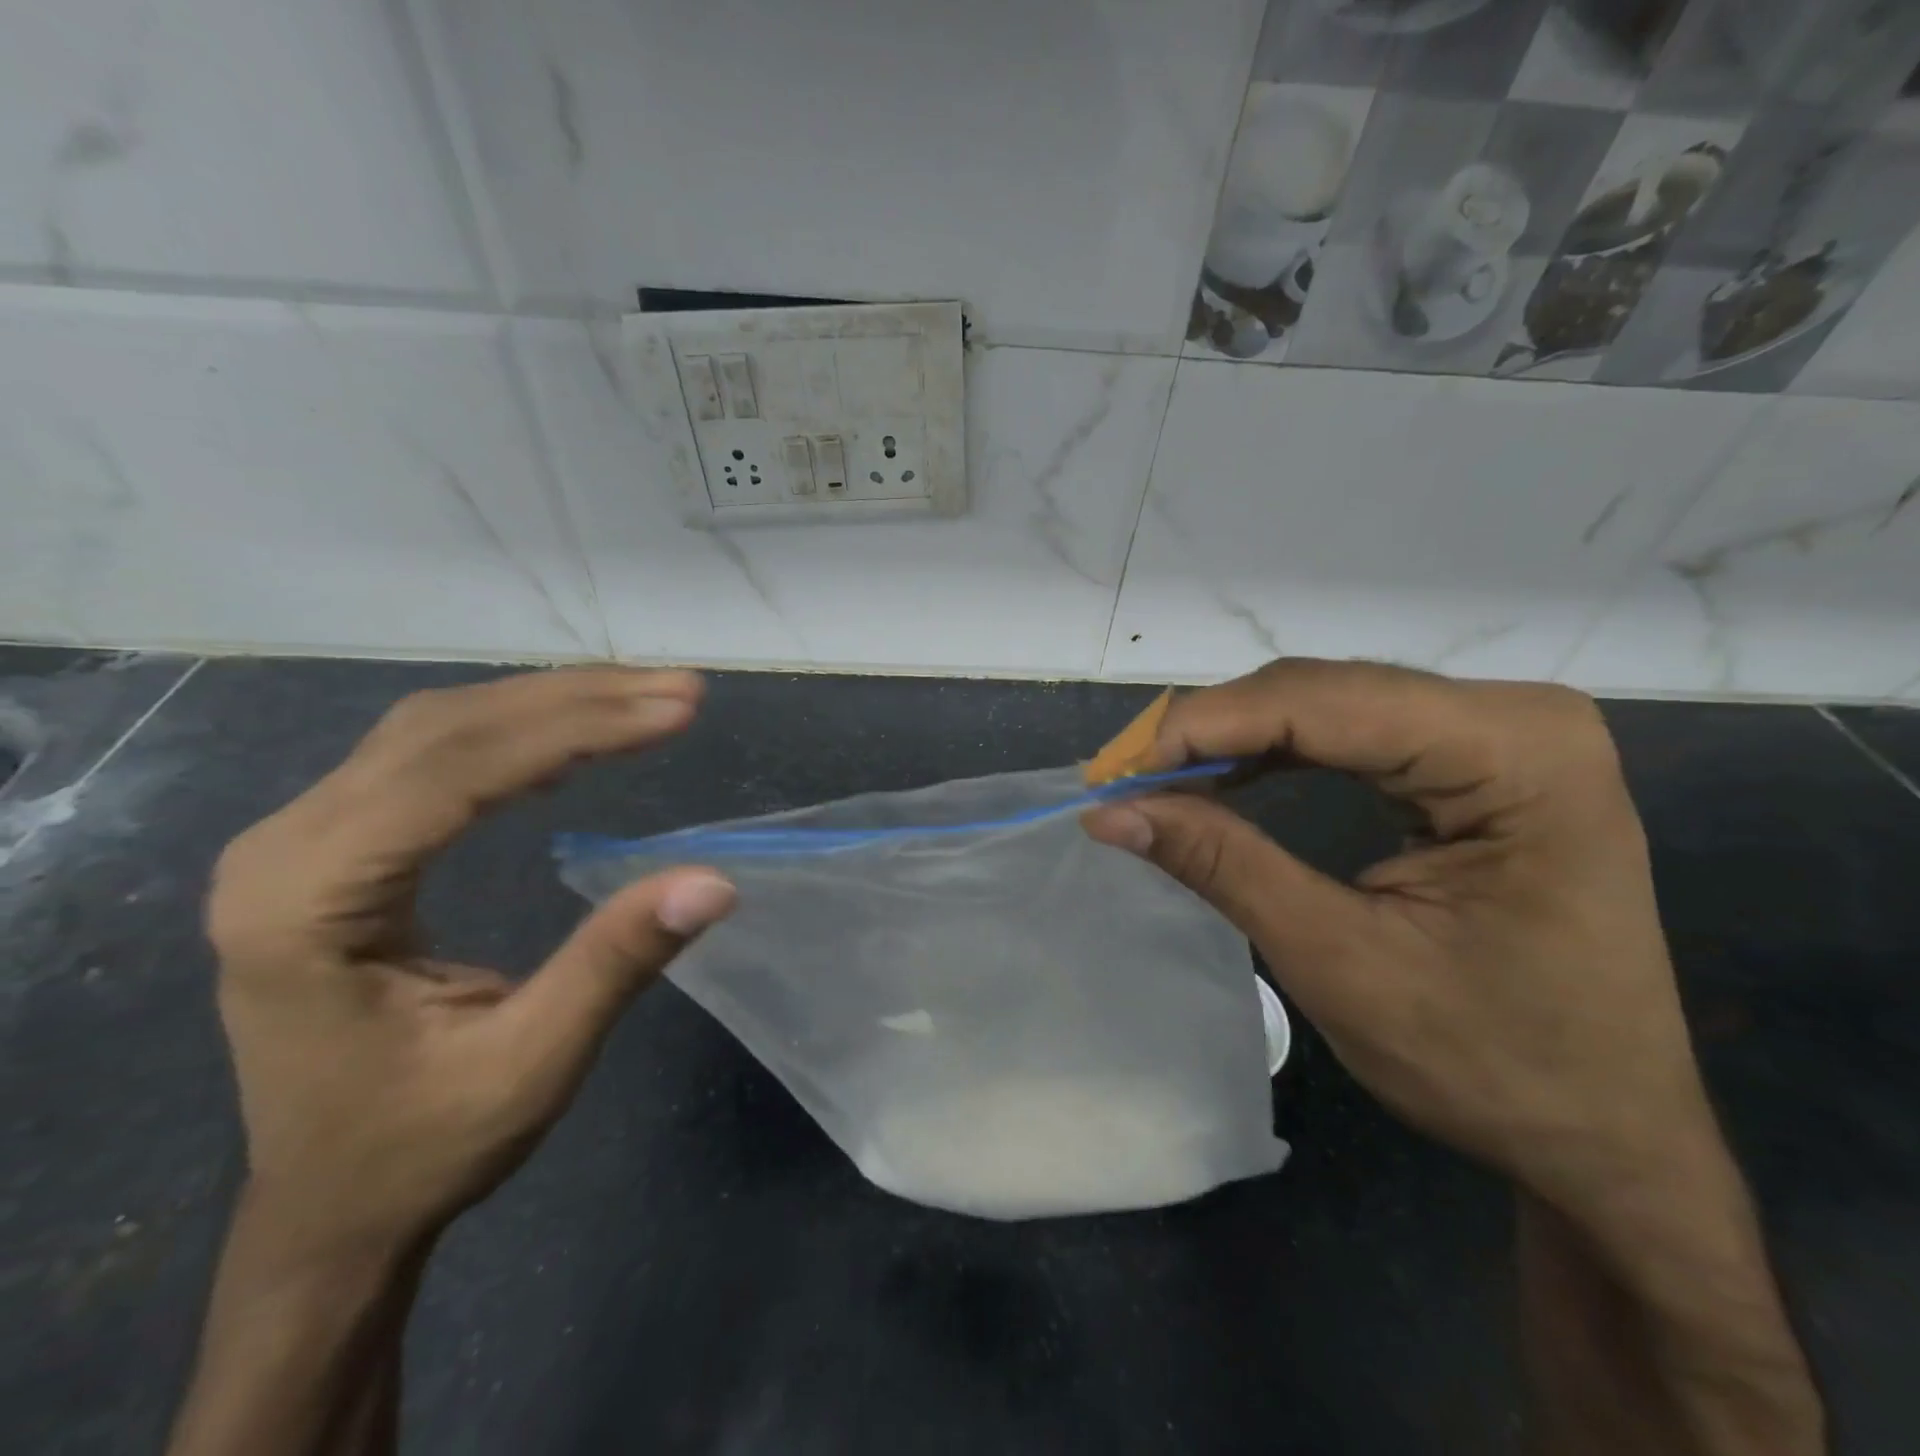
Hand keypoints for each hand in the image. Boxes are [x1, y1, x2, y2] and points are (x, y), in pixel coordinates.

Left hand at [205, 668, 737, 1257]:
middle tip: (680, 692)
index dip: (577, 730)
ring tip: (647, 697)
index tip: (677, 711)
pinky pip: (431, 755)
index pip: (454, 773)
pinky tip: (575, 735)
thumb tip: (715, 881)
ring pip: (438, 728)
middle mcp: (285, 848)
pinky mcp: (336, 845)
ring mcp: (302, 841)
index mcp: (307, 904)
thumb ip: (616, 962)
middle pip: (446, 731)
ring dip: (552, 703)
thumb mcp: (532, 1065)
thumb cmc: (422, 1146)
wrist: (331, 1206)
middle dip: (577, 701)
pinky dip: (517, 731)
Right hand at [1083, 658, 1710, 1211]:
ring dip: (1232, 739)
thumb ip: (1223, 866)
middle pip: (1322, 691)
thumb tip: (1108, 811)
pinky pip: (1349, 732)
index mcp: (1518, 754)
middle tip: (1121, 781)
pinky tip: (1223, 777)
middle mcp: (1516, 717)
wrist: (1607, 1135)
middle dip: (1209, 732)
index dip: (1202, 727)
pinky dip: (1272, 752)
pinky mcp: (1475, 760)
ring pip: (1326, 704)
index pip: (1324, 703)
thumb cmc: (1494, 1065)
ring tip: (1156, 781)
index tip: (1112, 770)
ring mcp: (1500, 734)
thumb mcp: (1340, 962)